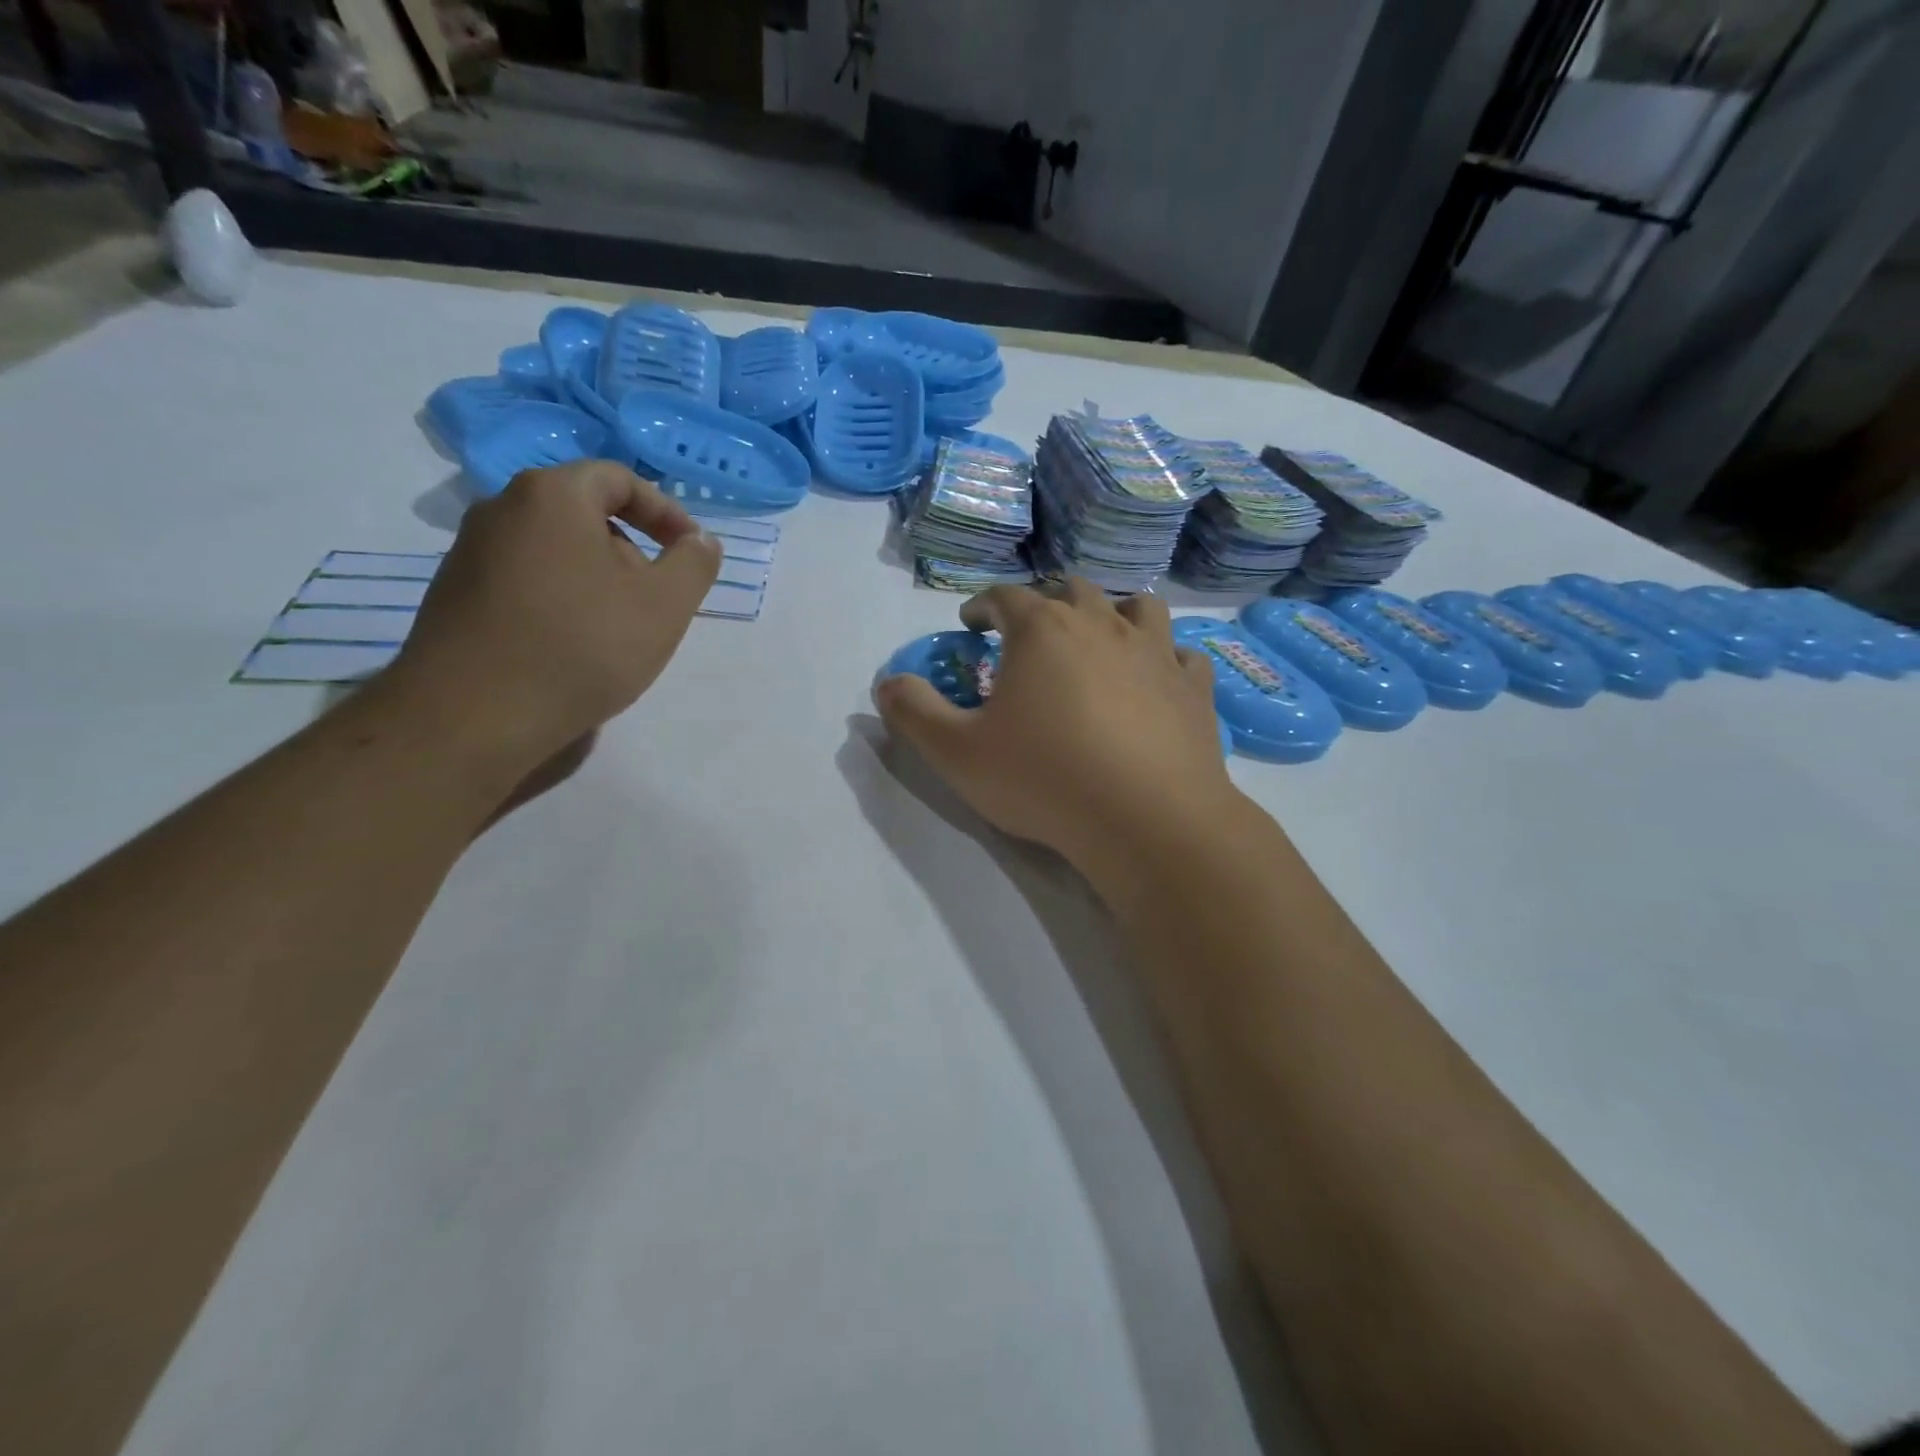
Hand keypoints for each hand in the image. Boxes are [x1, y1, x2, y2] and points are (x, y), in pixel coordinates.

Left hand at [390, 461, 720, 771]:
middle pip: (584, 513)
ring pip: (555, 550)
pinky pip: (526, 580)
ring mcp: (470, 552)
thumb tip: (701, 541)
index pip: (618, 478)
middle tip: (657, 599)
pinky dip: (561, 599)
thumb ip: (694, 564)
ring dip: (597, 579)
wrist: (474, 714)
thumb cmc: (582, 645)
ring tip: (618, 630)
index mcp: (552, 495)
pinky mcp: (455, 595)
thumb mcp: (664, 605)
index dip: (665, 511)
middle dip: (632, 551)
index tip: (690, 552)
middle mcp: (501, 508)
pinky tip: (573, 646)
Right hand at [874, 579, 1238, 876]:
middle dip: (1045, 603)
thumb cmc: (1044, 779)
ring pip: (1137, 607)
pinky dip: (1164, 658)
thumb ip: (914, 713)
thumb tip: (887, 683)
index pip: (1005, 596)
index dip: (983, 605)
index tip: (972, 623)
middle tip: (1031, 633)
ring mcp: (1156, 652)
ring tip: (1100, 640)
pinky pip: (1181, 654)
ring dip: (1113, 614)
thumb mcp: (956, 753)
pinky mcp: (1193, 688)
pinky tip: (1155, 679)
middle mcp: (1102, 624)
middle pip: (1071, 590)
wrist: (1146, 820)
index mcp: (1042, 630)